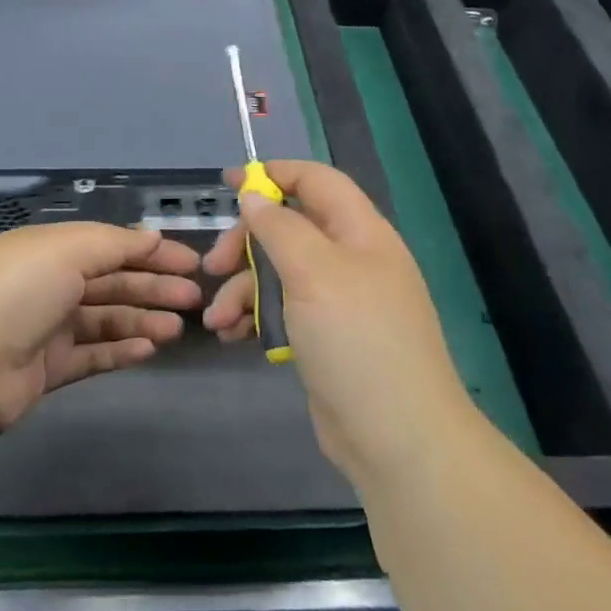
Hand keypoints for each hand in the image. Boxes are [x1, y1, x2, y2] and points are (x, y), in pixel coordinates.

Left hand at [0, 222, 202, 435]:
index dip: (151, 253)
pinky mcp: (47, 369)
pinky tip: (149, 349)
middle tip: (194, 299)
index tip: (191, 264)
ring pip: (106, 320)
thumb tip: (152, 236)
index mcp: (50, 250)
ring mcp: (47, 329)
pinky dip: (121, 351)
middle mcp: (49, 285)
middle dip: (154, 287)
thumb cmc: (15, 292)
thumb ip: (114, 244)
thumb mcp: (65, 250)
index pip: (110, 246)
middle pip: (112, 282)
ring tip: (177, 329)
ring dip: (143, 320)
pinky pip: (93, 355)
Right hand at [203, 161, 470, 487]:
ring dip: (242, 289)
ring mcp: (338, 301)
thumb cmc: (356, 340)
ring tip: (217, 320)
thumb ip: (279, 227)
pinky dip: (254, 316)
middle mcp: (350, 260)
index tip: (228, 184)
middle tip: (213, 266)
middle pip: (289, 228)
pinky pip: (282, 310)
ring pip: (279, 273)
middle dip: (245, 244)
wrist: (397, 437)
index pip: (316, 181)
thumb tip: (254, 195)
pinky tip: (232, 336)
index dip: (273, 174)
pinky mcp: (324, 337)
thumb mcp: (314, 272)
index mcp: (360, 232)